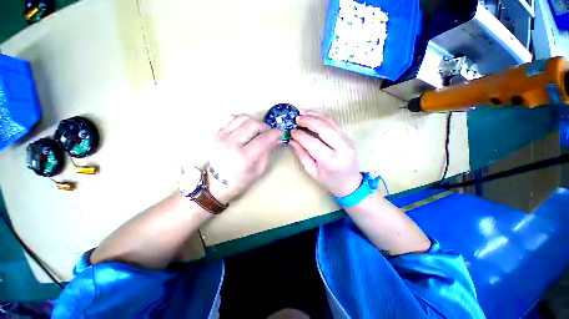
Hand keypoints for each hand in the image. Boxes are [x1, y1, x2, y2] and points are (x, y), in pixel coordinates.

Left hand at [207, 115, 282, 203]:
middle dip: (265, 126)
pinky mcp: (215, 133)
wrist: (216, 182)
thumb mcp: (258, 170)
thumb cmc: (241, 180)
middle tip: (268, 132)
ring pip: (242, 118)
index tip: (280, 132)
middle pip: (253, 124)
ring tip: (257, 130)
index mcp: (243, 158)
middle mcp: (231, 144)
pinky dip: (241, 120)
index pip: (263, 139)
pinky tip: (245, 127)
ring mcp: (221, 137)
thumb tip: (276, 138)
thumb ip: (267, 152)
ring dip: (254, 121)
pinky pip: (231, 118)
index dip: (274, 134)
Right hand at [290, 111, 361, 196]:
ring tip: (303, 113)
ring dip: (316, 115)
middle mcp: (342, 148)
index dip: (300, 135)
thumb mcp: (312, 171)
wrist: (351, 183)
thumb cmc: (330, 181)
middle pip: (324, 128)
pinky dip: (323, 117)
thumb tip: (292, 140)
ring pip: (331, 122)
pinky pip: (334, 123)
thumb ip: (302, 154)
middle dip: (309, 120)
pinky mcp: (348, 137)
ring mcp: (347, 140)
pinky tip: (313, 116)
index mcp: (330, 161)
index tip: (291, 131)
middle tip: (296, 118)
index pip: (312, 143)